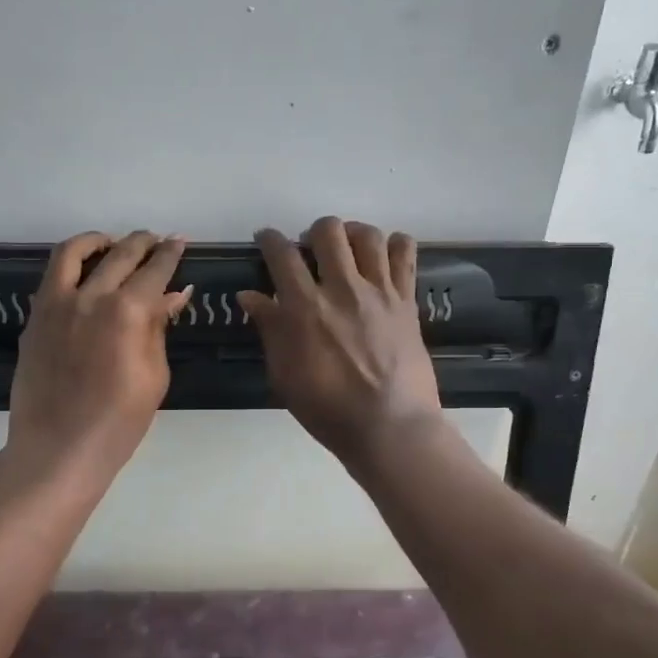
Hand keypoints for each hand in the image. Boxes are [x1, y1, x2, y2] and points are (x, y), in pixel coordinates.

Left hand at [3, 231, 191, 491]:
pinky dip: (70, 264)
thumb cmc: (119, 423)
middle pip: (120, 254)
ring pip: (74, 252)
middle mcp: (90, 296)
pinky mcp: (34, 318)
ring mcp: (56, 304)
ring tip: (112, 243)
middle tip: (155, 241)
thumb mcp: (154, 376)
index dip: (170, 254)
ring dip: (99, 241)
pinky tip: (83, 274)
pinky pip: (52, 277)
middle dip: (142, 242)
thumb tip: (174, 293)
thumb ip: (159, 328)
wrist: (59, 449)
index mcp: (127, 311)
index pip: (155, 270)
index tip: (180, 242)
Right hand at [238, 217, 442, 468]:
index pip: (281, 254)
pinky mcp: (407, 301)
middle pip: (327, 231)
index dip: (269, 239)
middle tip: (310, 251)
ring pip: (367, 235)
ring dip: (351, 235)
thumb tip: (250, 296)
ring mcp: (379, 291)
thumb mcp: (284, 375)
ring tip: (347, 250)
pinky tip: (383, 258)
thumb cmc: (327, 409)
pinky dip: (393, 246)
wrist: (389, 426)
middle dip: (313, 233)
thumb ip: (270, 330)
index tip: (265, 239)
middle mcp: (342, 288)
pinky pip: (404, 253)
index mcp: (304, 307)